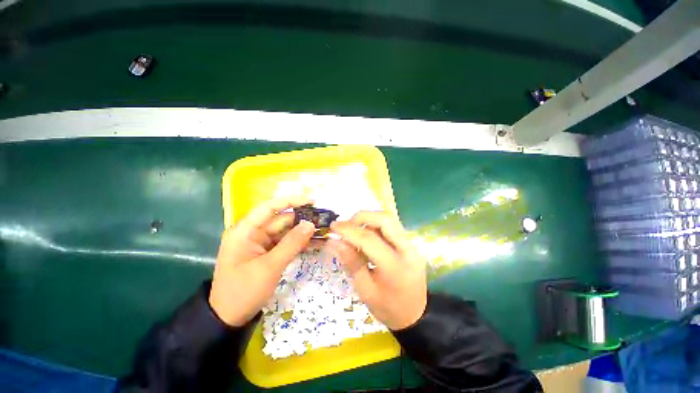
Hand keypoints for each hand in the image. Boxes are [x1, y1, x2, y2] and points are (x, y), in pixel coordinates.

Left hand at [209, 197, 315, 326]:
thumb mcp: (270, 267)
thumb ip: (291, 244)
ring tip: (324, 231)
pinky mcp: (267, 253)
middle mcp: (253, 232)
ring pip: (286, 231)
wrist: (229, 319)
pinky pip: (286, 243)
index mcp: (245, 230)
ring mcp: (261, 243)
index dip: (291, 201)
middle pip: (281, 219)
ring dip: (303, 232)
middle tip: (324, 221)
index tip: (312, 202)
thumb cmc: (244, 291)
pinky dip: (299, 243)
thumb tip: (311, 224)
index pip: (270, 207)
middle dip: (302, 219)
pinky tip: (315, 243)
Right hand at [328, 212, 426, 330]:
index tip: (333, 227)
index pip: (369, 239)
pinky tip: (365, 237)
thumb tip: (334, 242)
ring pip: (389, 220)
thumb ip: (351, 262)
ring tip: (354, 231)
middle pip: (385, 219)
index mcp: (395, 267)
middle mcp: (408, 250)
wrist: (417, 315)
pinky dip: (375, 226)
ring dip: (368, 220)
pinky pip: (391, 227)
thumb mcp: (365, 290)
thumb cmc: (388, 308)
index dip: (349, 230)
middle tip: (346, 226)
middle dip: (362, 217)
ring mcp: (411, 245)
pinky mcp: (410, 244)